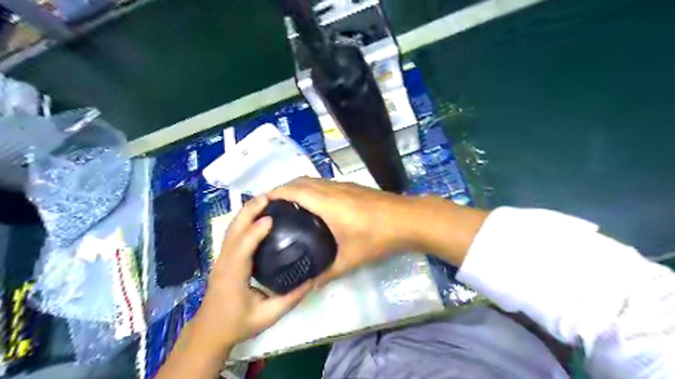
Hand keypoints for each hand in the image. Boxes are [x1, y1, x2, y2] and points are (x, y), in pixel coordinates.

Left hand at [190, 196, 312, 354]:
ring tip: (265, 199)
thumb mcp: (268, 316)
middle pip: (234, 230)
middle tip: (270, 197)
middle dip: (249, 211)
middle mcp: (224, 262)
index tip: (272, 217)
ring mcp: (221, 258)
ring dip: (246, 211)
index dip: (255, 231)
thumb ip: (291, 298)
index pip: (242, 248)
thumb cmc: (237, 324)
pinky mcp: (224, 257)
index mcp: (233, 276)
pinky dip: (244, 219)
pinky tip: (256, 214)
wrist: (209, 331)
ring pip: (232, 228)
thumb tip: (312, 280)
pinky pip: (233, 233)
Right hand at [266, 179, 414, 284]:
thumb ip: (327, 273)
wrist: (409, 219)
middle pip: (301, 180)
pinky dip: (313, 189)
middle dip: (283, 188)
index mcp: (327, 202)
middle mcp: (332, 189)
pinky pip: (325, 184)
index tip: (261, 202)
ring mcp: (344, 186)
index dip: (275, 193)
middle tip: (272, 206)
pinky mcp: (354, 188)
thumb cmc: (378, 237)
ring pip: (314, 180)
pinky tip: (315, 206)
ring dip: (299, 187)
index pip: (293, 190)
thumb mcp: (350, 259)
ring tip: (289, 205)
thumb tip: (308, 285)